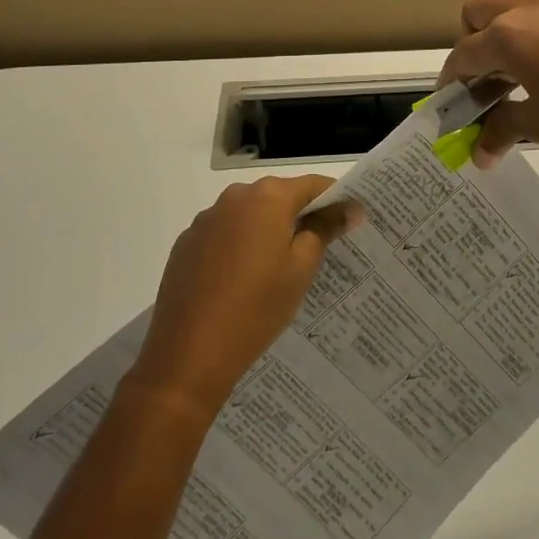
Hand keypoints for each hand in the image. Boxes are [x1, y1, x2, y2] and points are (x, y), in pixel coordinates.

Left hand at [126, 176, 358, 419]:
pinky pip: (225, 233)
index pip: (312, 185)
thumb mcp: (301, 269)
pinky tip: (243, 280)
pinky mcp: (187, 243)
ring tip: (279, 268)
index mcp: (268, 197)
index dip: (334, 199)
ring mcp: (206, 219)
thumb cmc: (257, 307)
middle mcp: (235, 197)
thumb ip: (324, 229)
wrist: (188, 354)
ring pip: (250, 215)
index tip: (351, 218)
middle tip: (319, 247)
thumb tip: (347, 207)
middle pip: (279, 196)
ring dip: (268, 230)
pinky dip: (240, 245)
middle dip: (300, 215)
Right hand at [440, 0, 538, 170]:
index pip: (463, 55)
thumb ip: (502, 132)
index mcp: (508, 37)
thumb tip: (478, 155)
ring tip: (528, 45)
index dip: (453, 80)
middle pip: (479, 9)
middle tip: (490, 73)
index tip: (455, 100)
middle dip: (473, 39)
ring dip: (510, 13)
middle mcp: (530, 4)